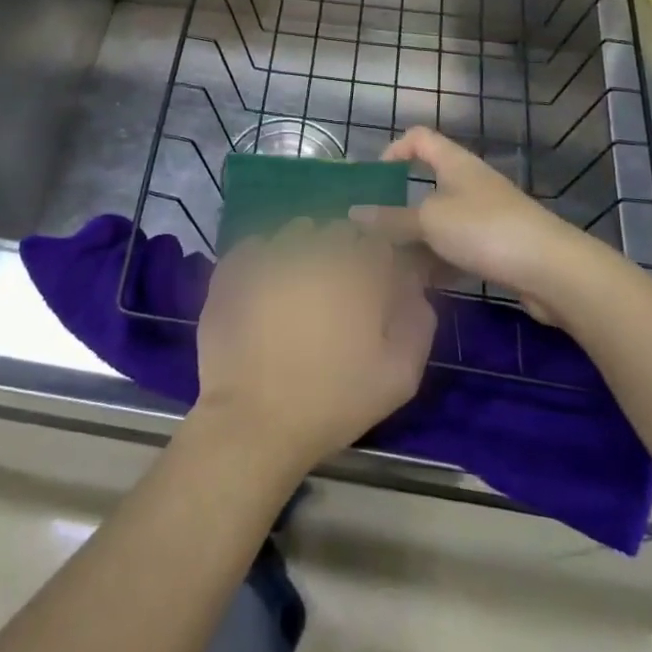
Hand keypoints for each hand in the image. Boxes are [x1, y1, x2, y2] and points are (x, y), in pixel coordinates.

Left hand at [193, 220, 435, 474]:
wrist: (252, 420)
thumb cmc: (332, 401)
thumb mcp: (399, 376)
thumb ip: (417, 322)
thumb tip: (413, 289)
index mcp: (358, 269)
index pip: (379, 240)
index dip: (380, 261)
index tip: (376, 287)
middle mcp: (315, 248)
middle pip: (339, 230)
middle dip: (345, 252)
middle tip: (340, 292)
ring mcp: (270, 253)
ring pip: (297, 231)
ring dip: (306, 248)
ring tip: (301, 288)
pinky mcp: (234, 266)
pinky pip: (257, 245)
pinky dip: (266, 257)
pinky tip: (267, 287)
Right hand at [353, 127, 593, 312]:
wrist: (552, 269)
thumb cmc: (484, 230)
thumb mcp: (429, 222)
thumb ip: (391, 218)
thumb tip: (354, 213)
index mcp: (454, 163)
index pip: (419, 138)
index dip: (394, 150)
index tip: (375, 179)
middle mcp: (470, 182)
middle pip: (428, 183)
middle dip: (400, 206)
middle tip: (374, 230)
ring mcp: (486, 215)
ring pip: (441, 221)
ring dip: (418, 239)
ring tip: (392, 264)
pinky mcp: (498, 246)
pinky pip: (458, 247)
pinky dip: (440, 261)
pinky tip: (424, 283)